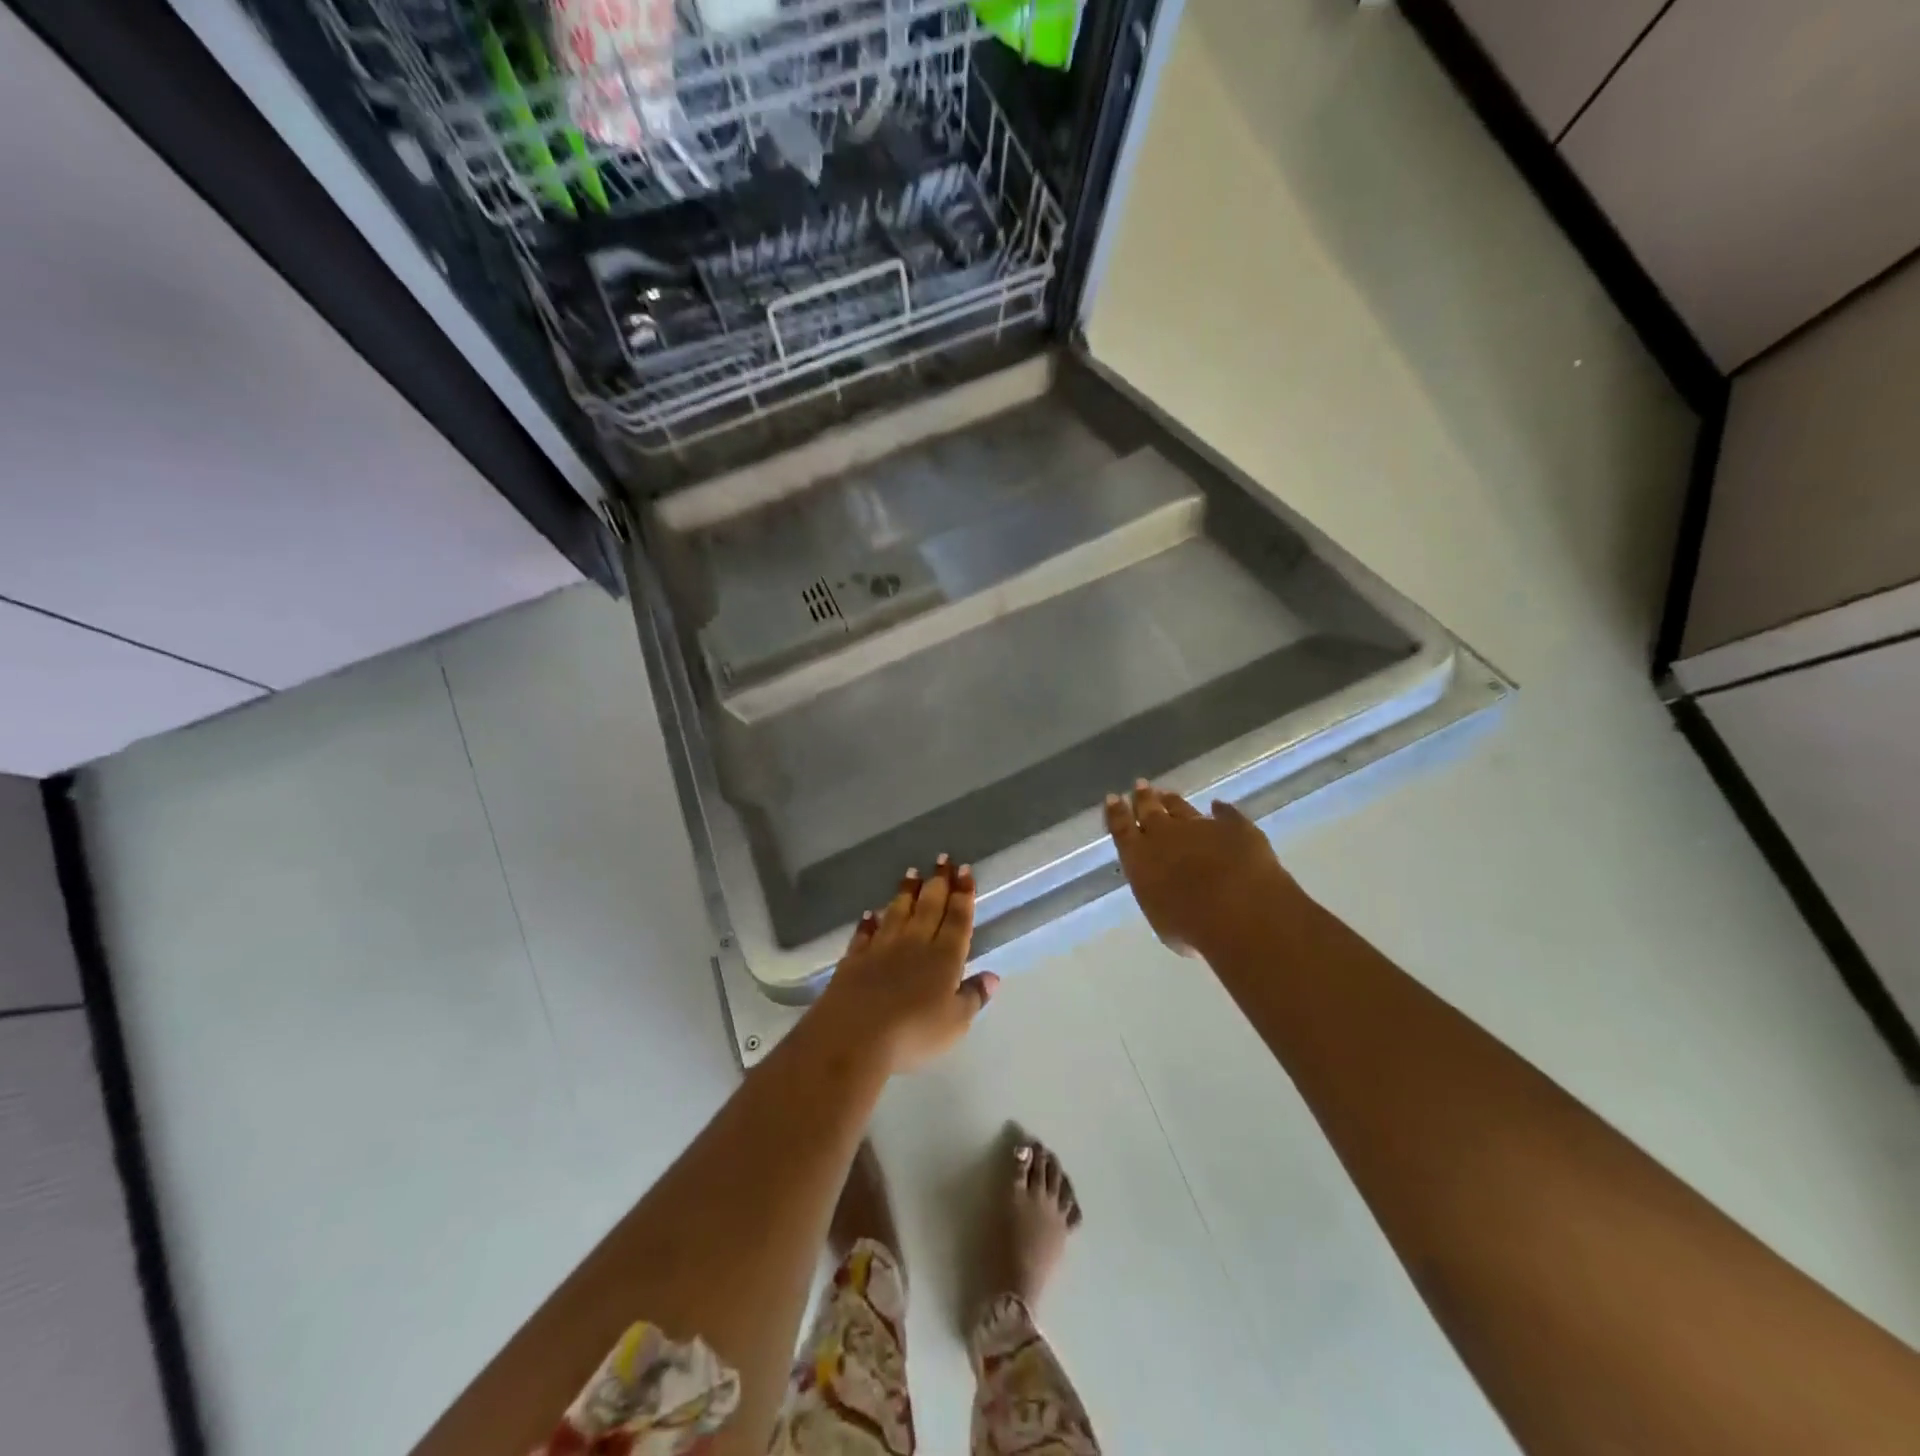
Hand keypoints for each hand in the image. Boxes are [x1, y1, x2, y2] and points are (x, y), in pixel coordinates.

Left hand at [810, 858, 998, 1074]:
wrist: (854, 1036)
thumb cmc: (913, 1033)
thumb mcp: (954, 1023)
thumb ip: (973, 997)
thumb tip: (993, 976)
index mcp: (944, 957)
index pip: (958, 918)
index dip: (963, 894)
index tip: (965, 870)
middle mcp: (915, 943)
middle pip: (929, 906)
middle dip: (938, 882)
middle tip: (942, 859)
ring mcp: (882, 948)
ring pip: (898, 912)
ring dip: (906, 892)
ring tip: (911, 874)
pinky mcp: (855, 958)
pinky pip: (865, 933)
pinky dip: (869, 922)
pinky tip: (870, 913)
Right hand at [1105, 781, 1302, 958]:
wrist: (1239, 908)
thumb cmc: (1191, 926)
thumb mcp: (1164, 919)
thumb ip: (1162, 897)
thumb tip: (1169, 893)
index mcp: (1139, 857)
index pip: (1122, 829)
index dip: (1117, 813)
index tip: (1113, 797)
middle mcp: (1164, 835)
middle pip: (1149, 810)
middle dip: (1143, 798)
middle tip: (1140, 785)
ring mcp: (1200, 826)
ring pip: (1181, 808)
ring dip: (1172, 801)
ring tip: (1167, 793)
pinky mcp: (1234, 827)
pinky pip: (1225, 814)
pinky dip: (1222, 810)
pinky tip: (1219, 805)